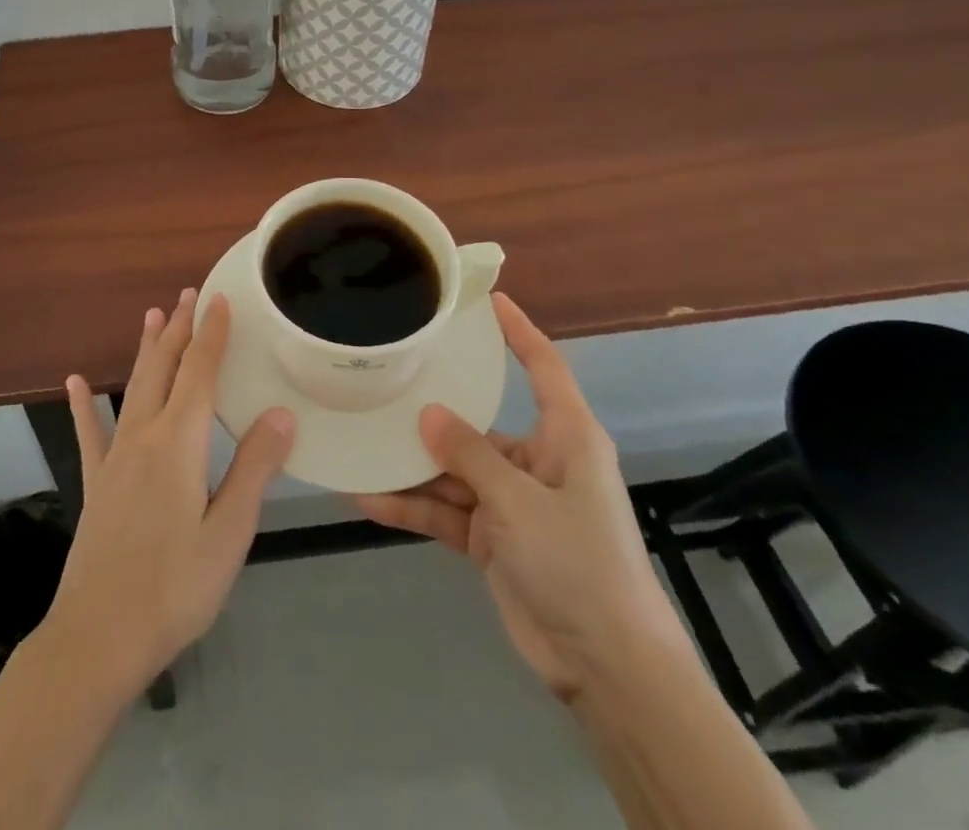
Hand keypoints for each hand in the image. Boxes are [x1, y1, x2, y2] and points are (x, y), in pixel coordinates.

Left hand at [41, 290, 294, 702]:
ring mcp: (114, 457)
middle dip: (178, 328)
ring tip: (152, 315)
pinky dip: (84, 404)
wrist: (98, 637)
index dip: (211, 334)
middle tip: (189, 294)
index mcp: (178, 443)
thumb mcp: (228, 533)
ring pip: (132, 388)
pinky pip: (89, 432)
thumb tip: (281, 414)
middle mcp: (143, 435)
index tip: (220, 299)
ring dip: (145, 349)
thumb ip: (253, 469)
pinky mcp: (96, 482)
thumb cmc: (174, 587)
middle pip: (163, 368)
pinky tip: (74, 382)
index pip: (199, 373)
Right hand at [354, 293, 684, 703]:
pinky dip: (412, 508)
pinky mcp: (493, 538)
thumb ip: (470, 455)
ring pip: (454, 471)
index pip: (543, 367)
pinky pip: (446, 511)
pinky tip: (368, 499)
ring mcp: (513, 502)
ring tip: (360, 445)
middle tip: (385, 380)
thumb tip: (427, 414)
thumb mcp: (520, 502)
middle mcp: (538, 461)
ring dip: (411, 468)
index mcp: (565, 438)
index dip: (519, 331)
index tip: (487, 299)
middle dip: (433, 412)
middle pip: (478, 423)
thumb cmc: (579, 564)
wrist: (608, 668)